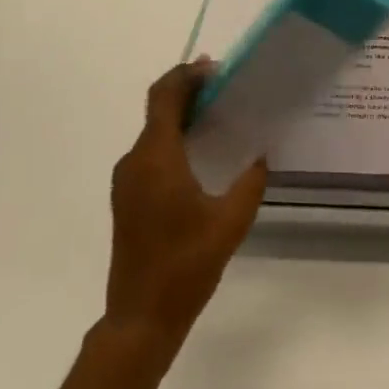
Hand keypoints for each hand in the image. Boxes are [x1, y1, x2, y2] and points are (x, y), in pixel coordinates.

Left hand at [104, 61, 267, 354]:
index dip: (188, 74)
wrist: (140, 320)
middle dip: (190, 91)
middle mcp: (135, 161)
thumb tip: (260, 154)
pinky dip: (174, 138)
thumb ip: (250, 181)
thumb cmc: (185, 266)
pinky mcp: (128, 198)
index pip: (165, 95)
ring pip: (154, 131)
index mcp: (156, 158)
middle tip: (227, 88)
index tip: (218, 69)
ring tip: (220, 115)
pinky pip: (151, 152)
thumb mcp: (230, 221)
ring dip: (182, 115)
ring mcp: (127, 181)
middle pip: (159, 109)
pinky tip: (202, 152)